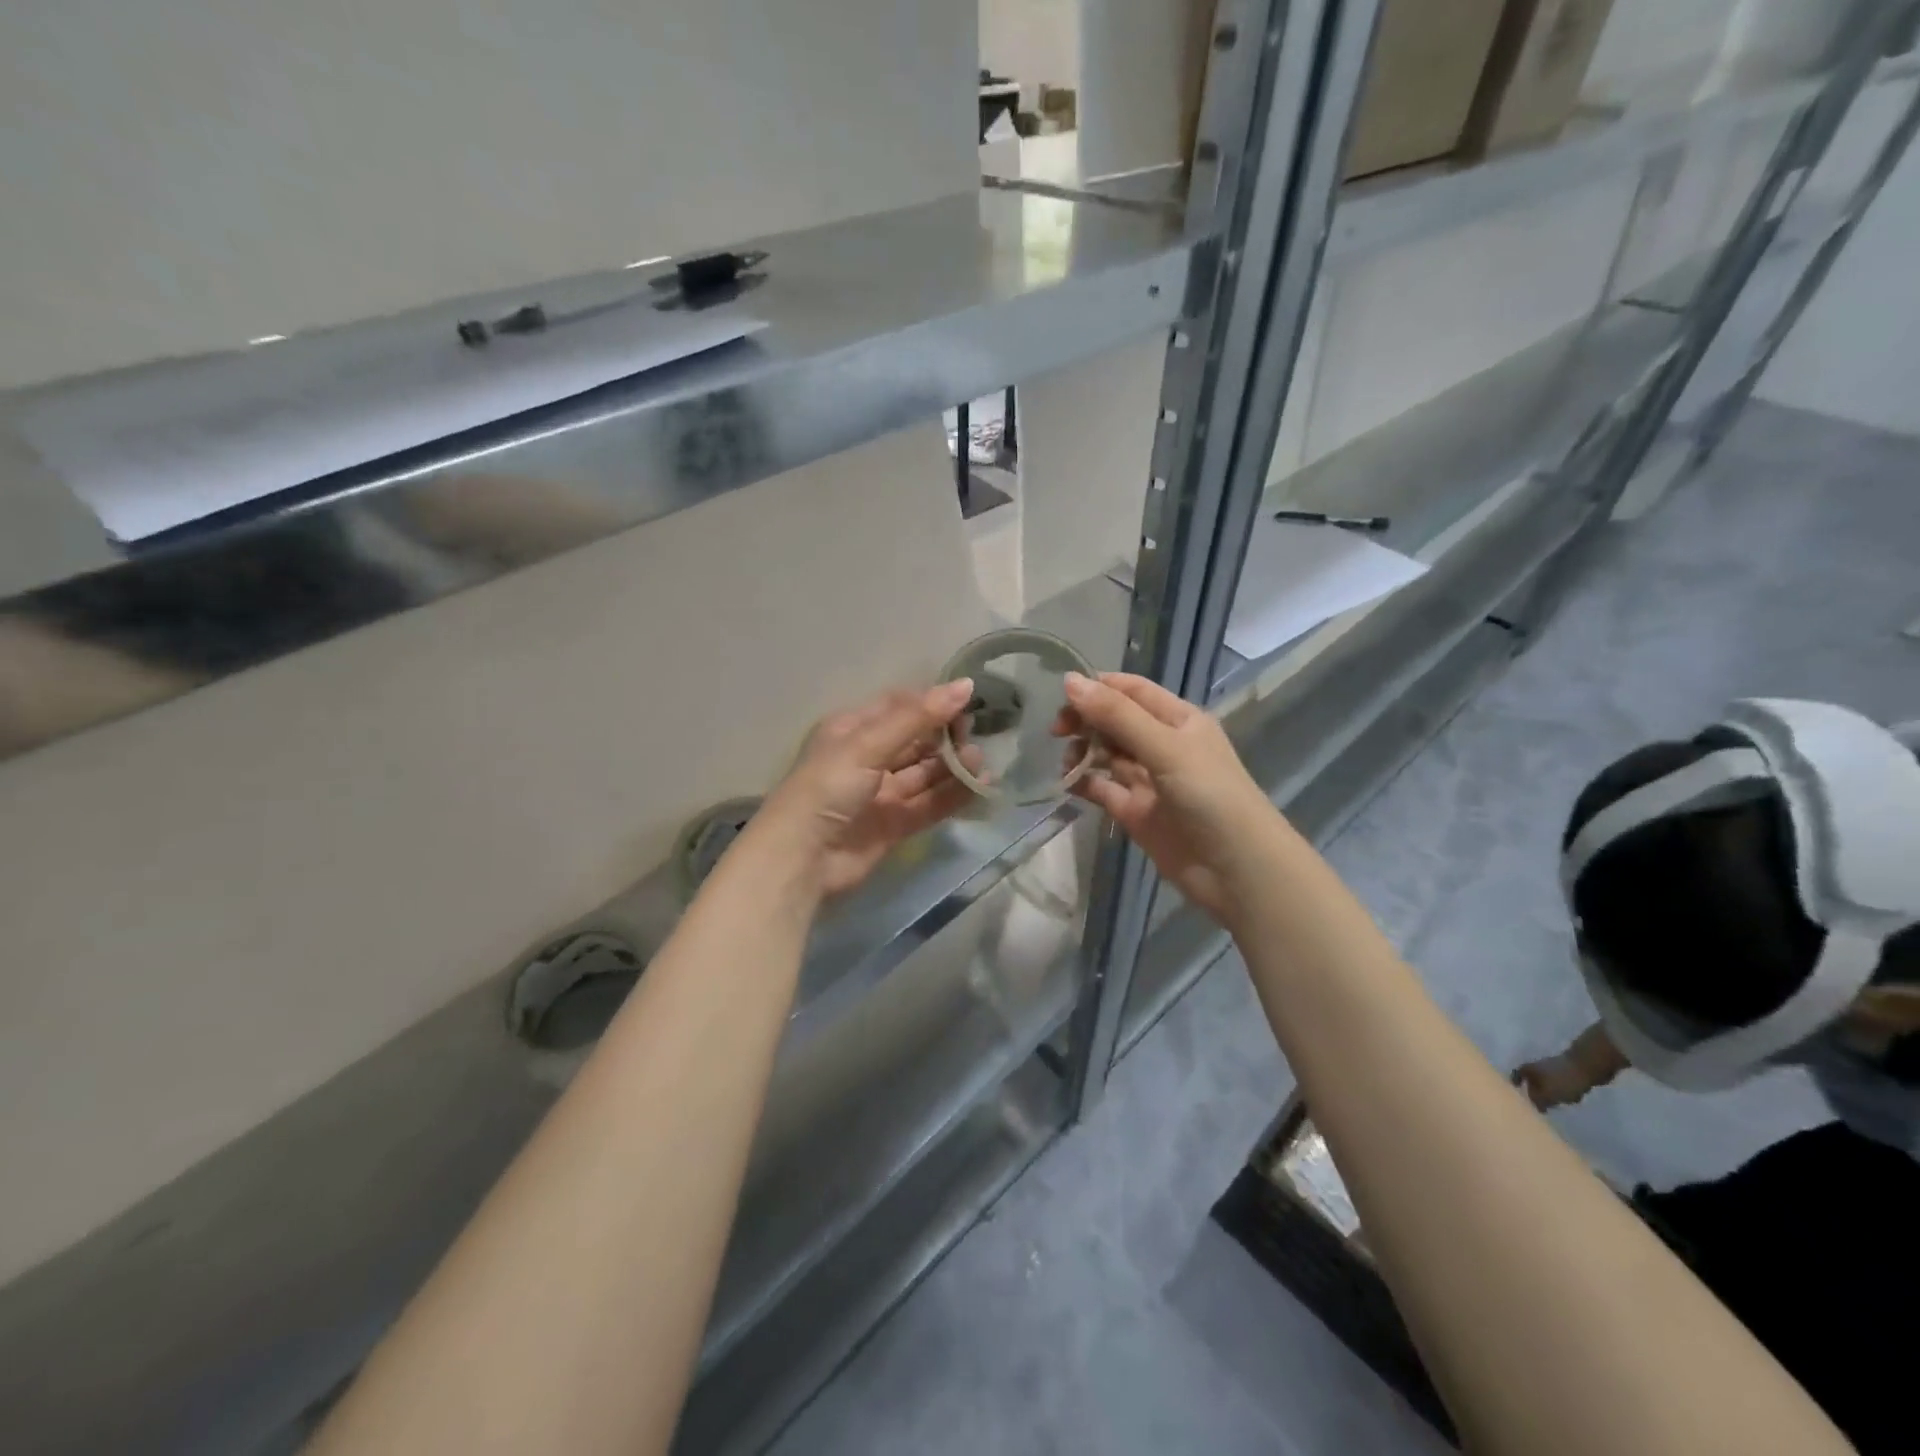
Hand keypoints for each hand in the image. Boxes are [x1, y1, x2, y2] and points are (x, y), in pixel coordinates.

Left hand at [753, 680, 979, 896]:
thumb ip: (918, 718)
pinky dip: (953, 796)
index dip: (931, 702)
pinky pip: (929, 804)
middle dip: (945, 736)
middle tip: (975, 735)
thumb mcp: (868, 744)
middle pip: (914, 740)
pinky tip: (979, 786)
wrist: (802, 858)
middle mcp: (866, 758)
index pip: (898, 707)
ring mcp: (880, 794)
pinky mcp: (894, 825)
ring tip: (980, 761)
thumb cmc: (828, 787)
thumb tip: (965, 685)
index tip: (967, 701)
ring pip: (924, 773)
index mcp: (851, 730)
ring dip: (952, 766)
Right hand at [1052, 671, 1274, 924]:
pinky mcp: (1135, 812)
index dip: (1097, 688)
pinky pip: (1102, 789)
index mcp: (1177, 720)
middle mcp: (1162, 745)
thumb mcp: (1165, 747)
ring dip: (1083, 752)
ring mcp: (1148, 780)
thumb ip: (1117, 716)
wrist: (1236, 869)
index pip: (1131, 690)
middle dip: (1085, 720)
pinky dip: (1084, 783)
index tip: (1062, 695)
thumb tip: (1069, 681)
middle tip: (1057, 732)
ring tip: (1067, 763)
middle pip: (1114, 721)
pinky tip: (1068, 784)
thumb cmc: (1209, 795)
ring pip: (1106, 754)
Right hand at [1511, 1055, 1597, 1110]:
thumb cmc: (1562, 1080)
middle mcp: (1536, 1065)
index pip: (1515, 1076)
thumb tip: (1534, 1105)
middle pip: (1531, 1078)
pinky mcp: (1567, 1069)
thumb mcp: (1547, 1094)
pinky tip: (1570, 1097)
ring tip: (1555, 1102)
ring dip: (1549, 1090)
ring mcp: (1553, 1066)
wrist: (1587, 1066)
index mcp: (1528, 1069)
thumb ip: (1537, 1101)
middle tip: (1538, 1102)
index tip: (1517, 1094)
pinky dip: (1562, 1089)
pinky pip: (1560, 1081)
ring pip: (1546, 1080)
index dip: (1515, 1083)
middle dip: (1534, 1089)